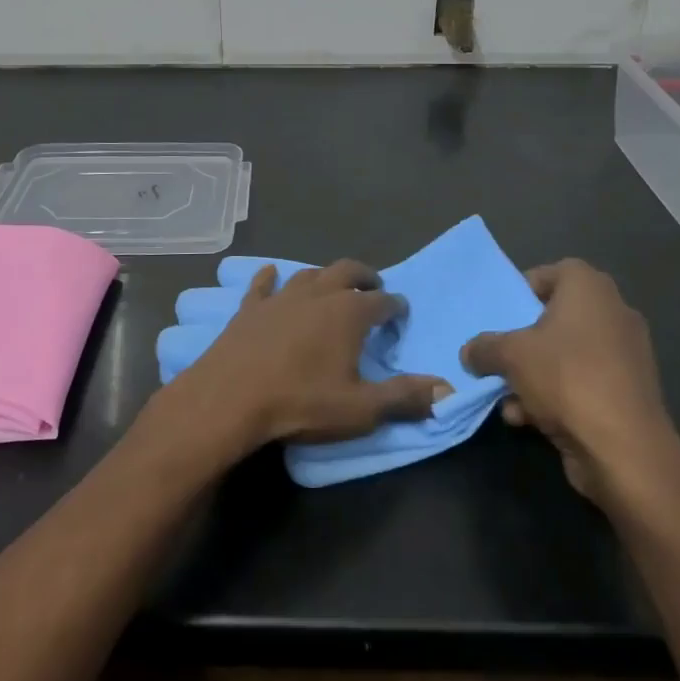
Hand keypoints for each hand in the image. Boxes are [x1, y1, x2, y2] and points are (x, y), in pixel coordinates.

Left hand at [163, 260, 453, 454]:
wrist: (232, 396)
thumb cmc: (301, 402)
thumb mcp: (360, 409)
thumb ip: (404, 397)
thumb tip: (447, 389)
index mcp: (348, 313)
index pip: (382, 302)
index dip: (395, 306)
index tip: (401, 311)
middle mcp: (318, 294)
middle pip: (347, 271)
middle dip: (364, 276)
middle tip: (373, 286)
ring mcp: (281, 296)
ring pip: (309, 274)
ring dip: (324, 277)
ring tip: (332, 285)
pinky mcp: (251, 306)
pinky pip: (263, 284)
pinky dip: (271, 277)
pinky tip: (271, 274)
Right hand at [462, 260, 679, 507]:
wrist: (625, 449)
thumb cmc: (566, 378)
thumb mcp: (510, 355)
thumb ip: (484, 348)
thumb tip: (469, 352)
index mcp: (590, 288)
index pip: (551, 273)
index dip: (522, 291)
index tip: (501, 315)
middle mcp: (613, 313)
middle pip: (556, 318)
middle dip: (525, 340)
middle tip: (501, 354)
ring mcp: (625, 355)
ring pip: (567, 355)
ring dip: (534, 374)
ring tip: (507, 398)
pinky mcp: (629, 393)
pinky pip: (583, 382)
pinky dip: (557, 396)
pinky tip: (528, 419)